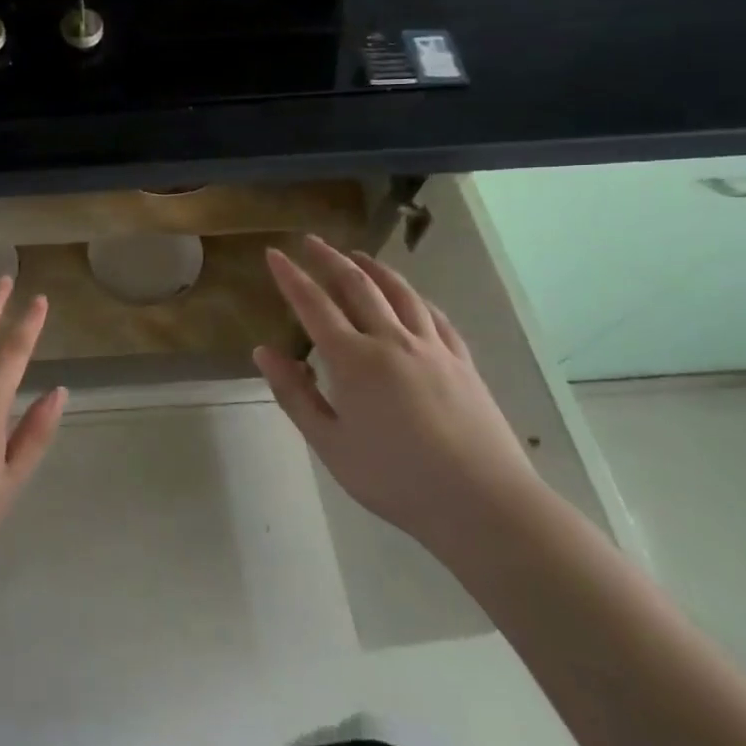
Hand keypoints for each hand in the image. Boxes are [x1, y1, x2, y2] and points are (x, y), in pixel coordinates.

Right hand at [253, 235, 541, 548]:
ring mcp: (432, 348)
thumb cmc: (395, 479)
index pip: (313, 305)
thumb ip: (294, 394)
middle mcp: (392, 340)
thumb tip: (264, 352)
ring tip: (356, 255)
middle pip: (357, 286)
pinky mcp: (462, 362)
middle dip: (329, 259)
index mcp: (354, 360)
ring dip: (374, 268)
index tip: (274, 253)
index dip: (291, 276)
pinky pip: (434, 316)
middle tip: (310, 241)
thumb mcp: (330, 444)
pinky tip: (410, 297)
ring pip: (399, 292)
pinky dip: (414, 297)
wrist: (482, 503)